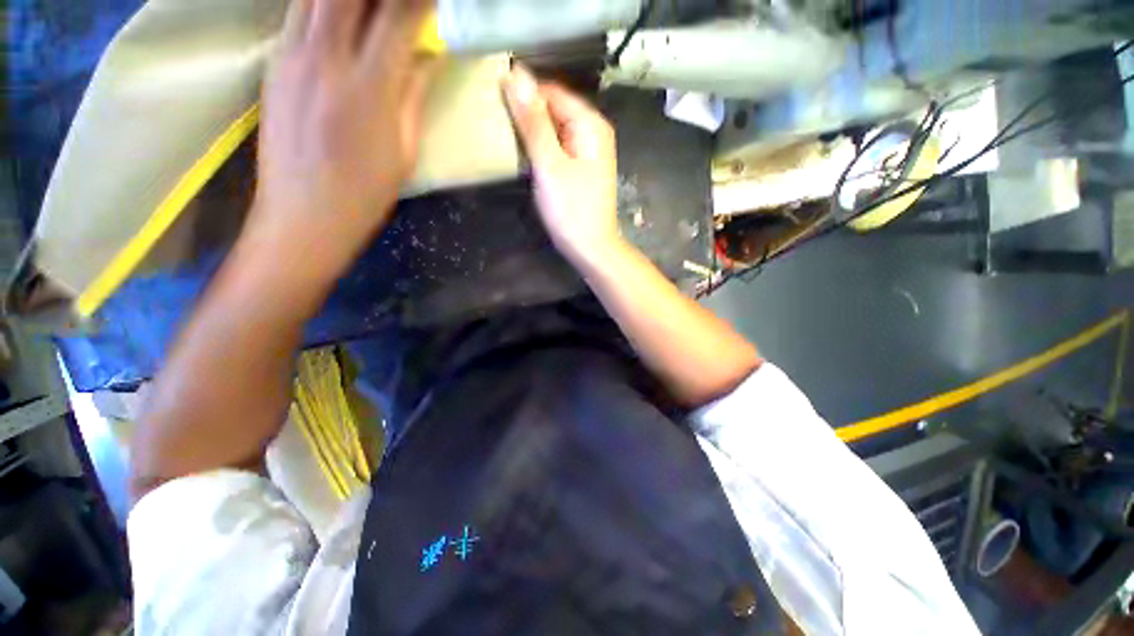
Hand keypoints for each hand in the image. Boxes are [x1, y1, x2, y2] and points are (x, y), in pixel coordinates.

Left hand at [252, 0, 435, 253]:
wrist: (304, 215)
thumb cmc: (365, 192)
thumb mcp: (405, 150)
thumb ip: (414, 95)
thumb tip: (428, 59)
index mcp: (369, 87)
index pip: (397, 17)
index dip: (418, 1)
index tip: (432, 0)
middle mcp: (325, 58)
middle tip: (396, 3)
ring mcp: (291, 56)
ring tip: (366, 8)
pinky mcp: (273, 64)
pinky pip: (296, 14)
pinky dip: (320, 6)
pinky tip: (337, 18)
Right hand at [502, 65, 621, 269]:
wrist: (591, 249)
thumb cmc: (572, 211)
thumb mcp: (550, 166)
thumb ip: (533, 123)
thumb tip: (515, 75)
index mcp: (590, 124)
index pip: (550, 91)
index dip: (522, 94)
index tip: (492, 104)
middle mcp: (592, 131)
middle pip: (552, 109)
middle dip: (525, 115)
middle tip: (494, 125)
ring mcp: (586, 151)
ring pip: (552, 129)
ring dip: (529, 133)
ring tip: (502, 138)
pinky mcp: (579, 168)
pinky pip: (556, 147)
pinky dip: (539, 149)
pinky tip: (522, 156)